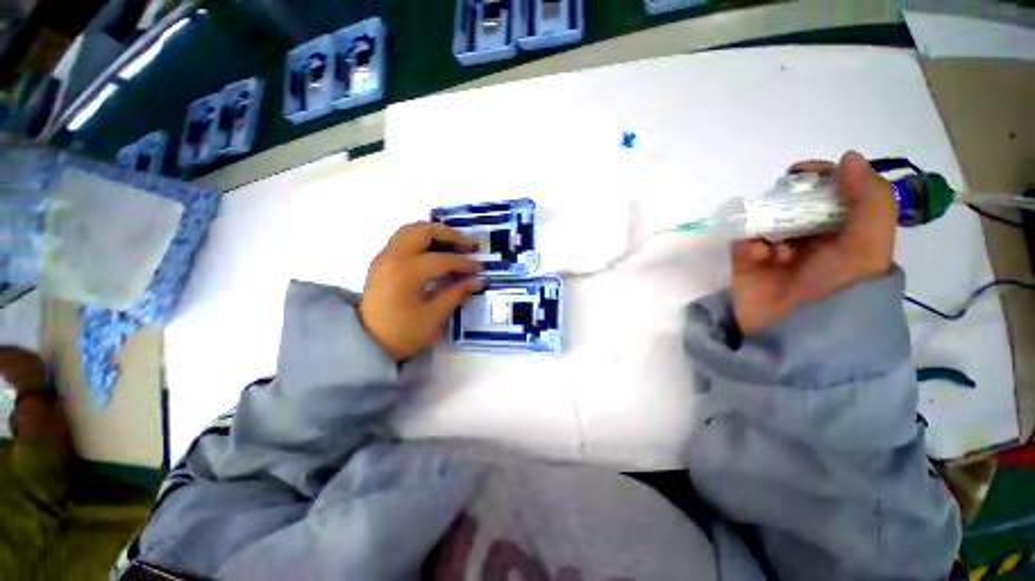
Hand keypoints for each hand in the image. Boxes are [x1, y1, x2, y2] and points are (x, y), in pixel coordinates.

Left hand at [359, 222, 484, 359]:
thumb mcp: (434, 316)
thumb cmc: (403, 333)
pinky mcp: (381, 261)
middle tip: (468, 246)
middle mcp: (393, 257)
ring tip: (453, 245)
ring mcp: (384, 257)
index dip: (464, 263)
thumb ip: (457, 293)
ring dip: (434, 233)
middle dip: (450, 235)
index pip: (443, 259)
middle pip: (424, 231)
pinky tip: (434, 251)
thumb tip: (477, 281)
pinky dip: (421, 238)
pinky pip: (403, 238)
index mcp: (406, 272)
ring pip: (411, 229)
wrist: (368, 344)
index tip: (480, 267)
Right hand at [731, 151, 896, 334]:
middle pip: (797, 204)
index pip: (834, 195)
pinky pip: (743, 241)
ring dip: (766, 222)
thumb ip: (869, 200)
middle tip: (783, 200)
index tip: (804, 172)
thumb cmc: (838, 290)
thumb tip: (849, 157)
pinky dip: (748, 242)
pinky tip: (756, 255)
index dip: (822, 178)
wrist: (794, 335)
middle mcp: (812, 240)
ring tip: (772, 239)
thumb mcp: (868, 246)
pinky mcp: (747, 263)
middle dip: (789, 198)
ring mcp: (777, 252)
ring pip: (767, 219)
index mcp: (845, 234)